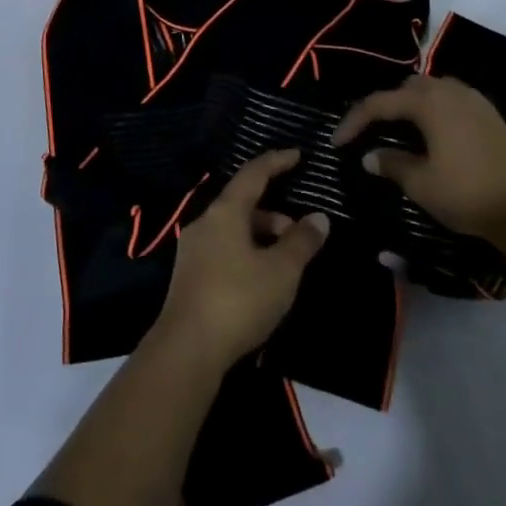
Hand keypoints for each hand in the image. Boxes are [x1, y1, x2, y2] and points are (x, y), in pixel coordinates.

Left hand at [153, 150, 329, 368]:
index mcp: (225, 212)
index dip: (276, 162)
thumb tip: (318, 218)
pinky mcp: (189, 276)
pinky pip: (224, 250)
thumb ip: (302, 241)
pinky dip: (247, 252)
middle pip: (243, 204)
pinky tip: (262, 279)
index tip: (297, 155)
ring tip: (286, 262)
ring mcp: (193, 250)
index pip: (253, 174)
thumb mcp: (281, 270)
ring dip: (262, 236)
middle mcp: (205, 223)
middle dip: (275, 213)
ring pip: (234, 229)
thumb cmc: (239, 300)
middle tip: (301, 234)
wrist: (187, 350)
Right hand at [334, 74, 505, 239]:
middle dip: (382, 107)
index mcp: (428, 102)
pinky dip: (431, 111)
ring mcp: (473, 100)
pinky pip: (449, 100)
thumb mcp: (421, 183)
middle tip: (366, 132)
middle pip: (406, 88)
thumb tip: (370, 156)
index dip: (354, 120)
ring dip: (408, 106)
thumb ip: (391, 164)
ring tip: (395, 131)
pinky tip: (428, 135)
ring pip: (430, 90)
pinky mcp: (488, 114)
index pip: (379, 103)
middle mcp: (449, 91)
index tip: (337, 143)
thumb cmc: (468, 193)